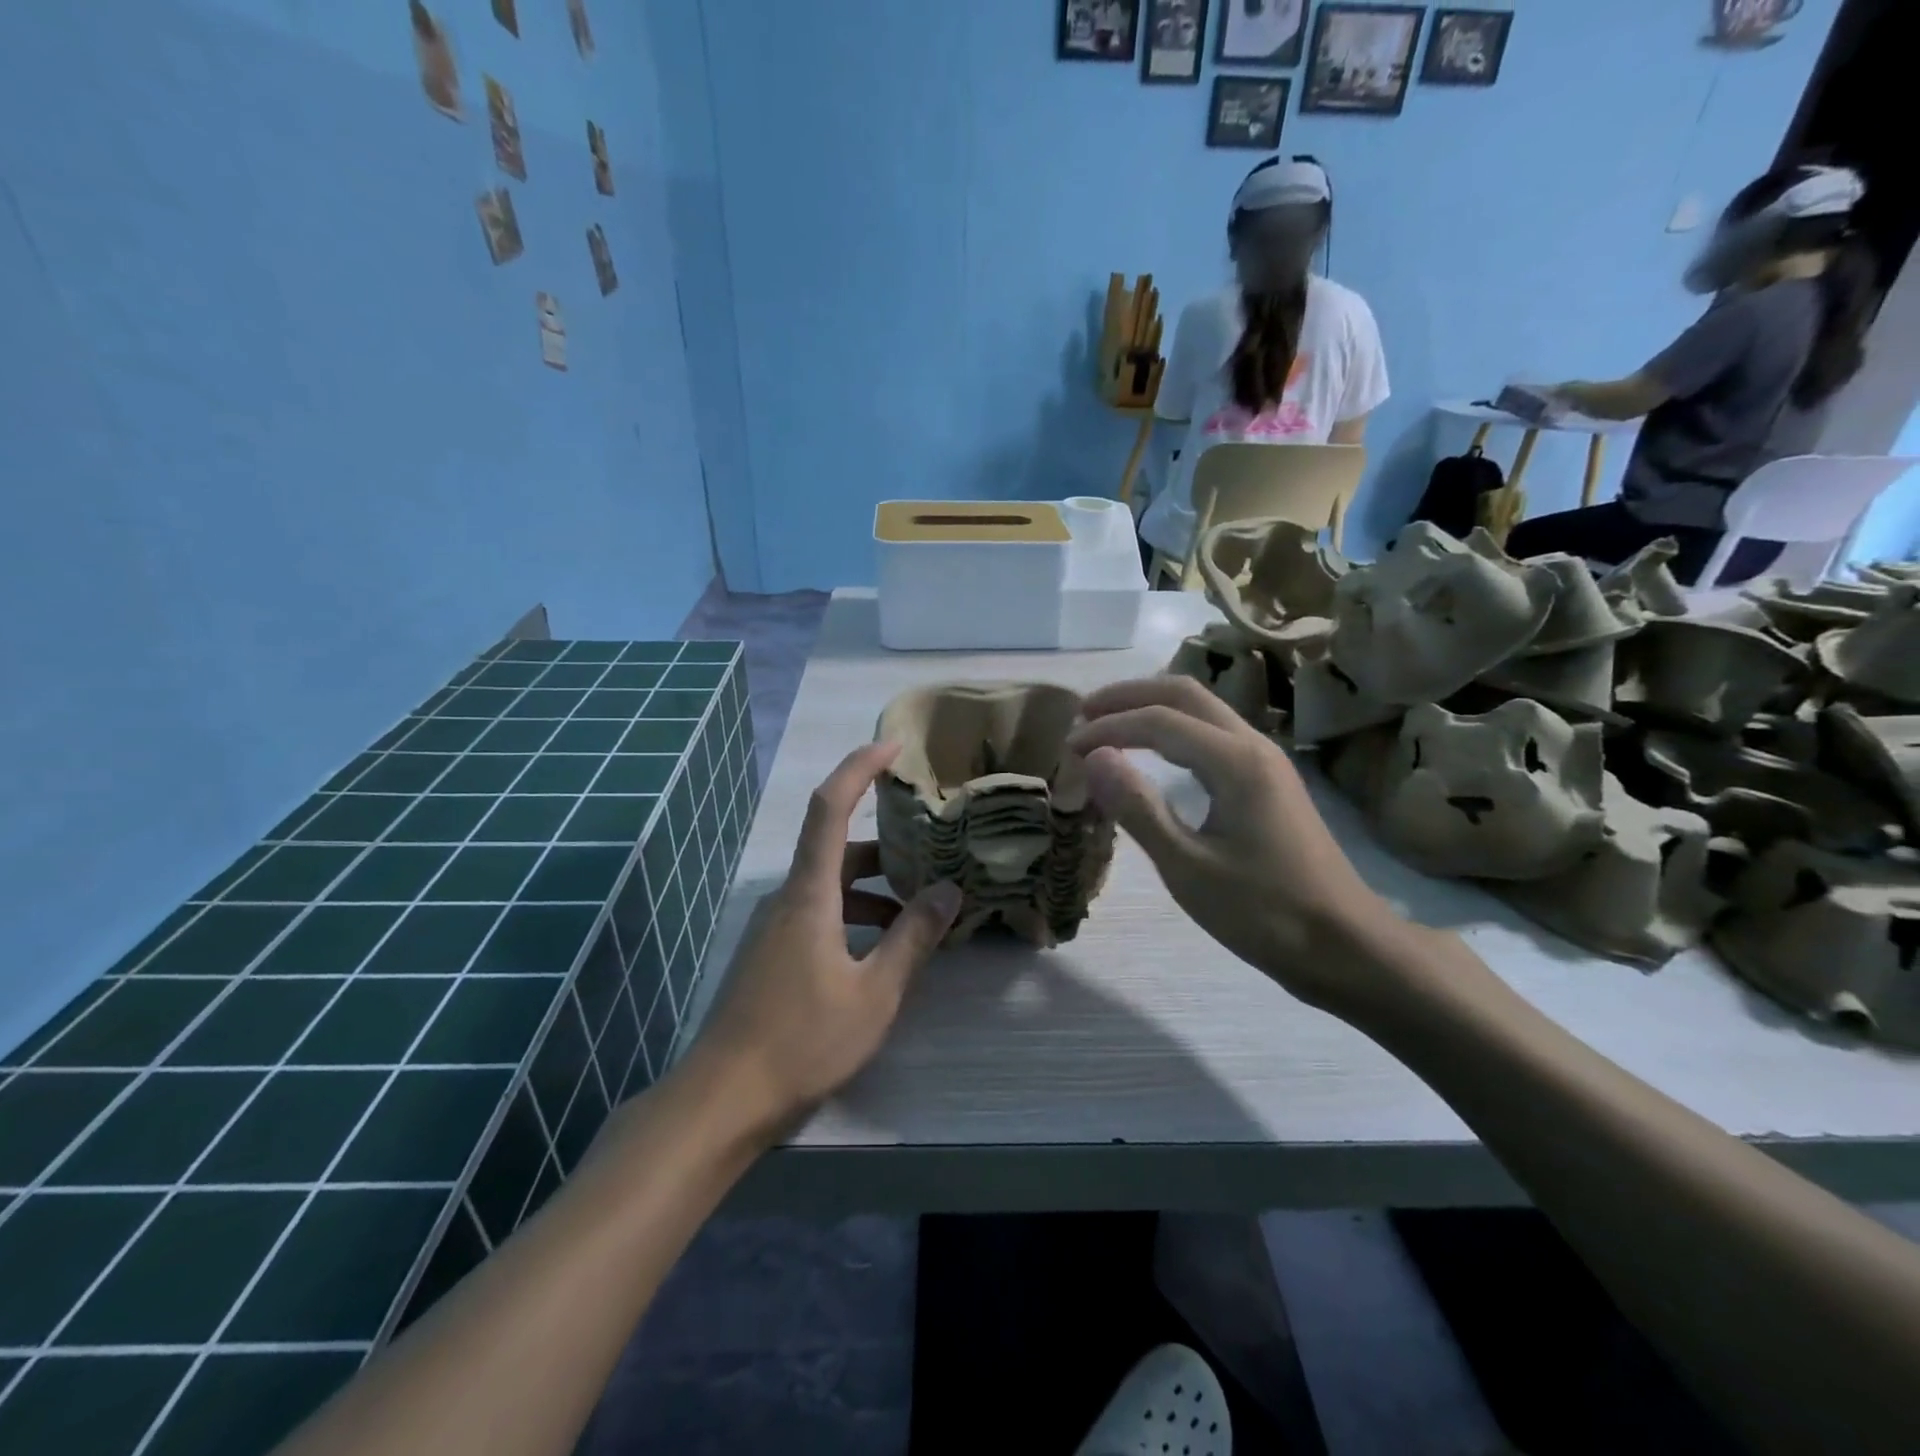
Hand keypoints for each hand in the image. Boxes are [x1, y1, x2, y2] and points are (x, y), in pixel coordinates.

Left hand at [681, 742, 961, 1137]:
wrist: (722, 1100)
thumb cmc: (803, 1041)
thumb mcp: (875, 992)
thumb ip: (914, 938)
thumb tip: (950, 890)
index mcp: (810, 894)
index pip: (831, 807)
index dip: (860, 767)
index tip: (895, 746)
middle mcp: (788, 898)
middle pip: (837, 848)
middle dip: (887, 846)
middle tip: (934, 851)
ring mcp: (774, 927)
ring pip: (830, 886)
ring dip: (874, 889)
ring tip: (920, 912)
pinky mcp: (771, 953)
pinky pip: (819, 913)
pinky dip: (854, 916)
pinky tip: (881, 952)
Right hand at [1067, 675, 1405, 1016]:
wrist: (1346, 946)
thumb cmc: (1264, 913)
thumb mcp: (1188, 868)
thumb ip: (1138, 808)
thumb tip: (1093, 757)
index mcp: (1236, 762)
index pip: (1158, 722)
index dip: (1108, 728)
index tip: (1068, 748)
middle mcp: (1253, 746)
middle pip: (1184, 694)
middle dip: (1129, 696)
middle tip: (1083, 713)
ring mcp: (1266, 762)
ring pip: (1202, 710)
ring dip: (1152, 708)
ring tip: (1108, 725)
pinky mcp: (1269, 781)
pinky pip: (1213, 734)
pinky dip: (1173, 730)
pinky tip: (1155, 753)